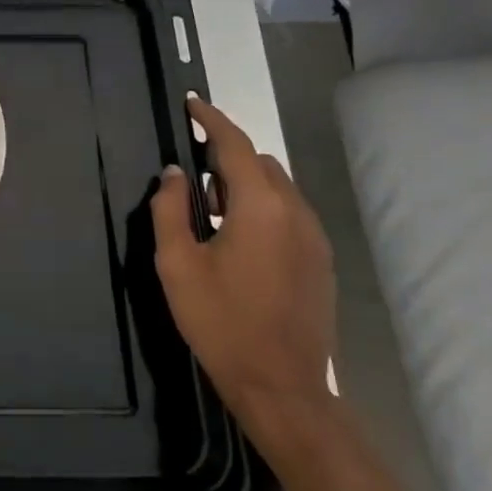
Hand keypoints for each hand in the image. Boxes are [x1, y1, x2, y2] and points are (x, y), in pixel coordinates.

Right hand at [150, 97, 335, 436]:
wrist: (282, 387)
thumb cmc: (221, 322)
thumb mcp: (177, 264)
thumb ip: (170, 209)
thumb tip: (174, 174)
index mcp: (260, 207)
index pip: (235, 145)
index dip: (211, 120)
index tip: (190, 103)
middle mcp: (295, 213)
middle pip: (260, 163)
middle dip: (226, 157)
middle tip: (191, 176)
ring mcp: (315, 238)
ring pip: (278, 188)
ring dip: (244, 184)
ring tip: (210, 212)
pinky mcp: (321, 262)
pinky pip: (290, 213)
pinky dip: (263, 207)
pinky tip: (238, 240)